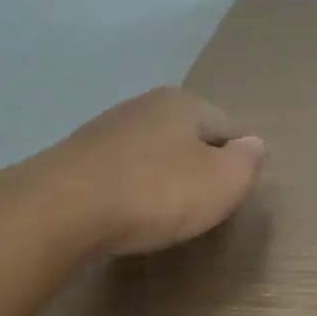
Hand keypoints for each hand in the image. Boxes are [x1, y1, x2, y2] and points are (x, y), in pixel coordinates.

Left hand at [0, 87, 266, 258]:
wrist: (63, 210)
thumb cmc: (157, 193)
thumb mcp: (223, 182)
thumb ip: (247, 162)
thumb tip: (254, 145)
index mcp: (185, 103)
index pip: (231, 125)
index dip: (242, 157)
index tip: (240, 189)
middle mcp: (144, 105)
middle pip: (189, 135)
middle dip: (201, 163)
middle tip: (207, 202)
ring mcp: (106, 129)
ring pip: (152, 152)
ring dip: (164, 175)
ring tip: (168, 210)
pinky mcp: (76, 159)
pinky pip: (121, 172)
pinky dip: (132, 188)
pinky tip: (130, 212)